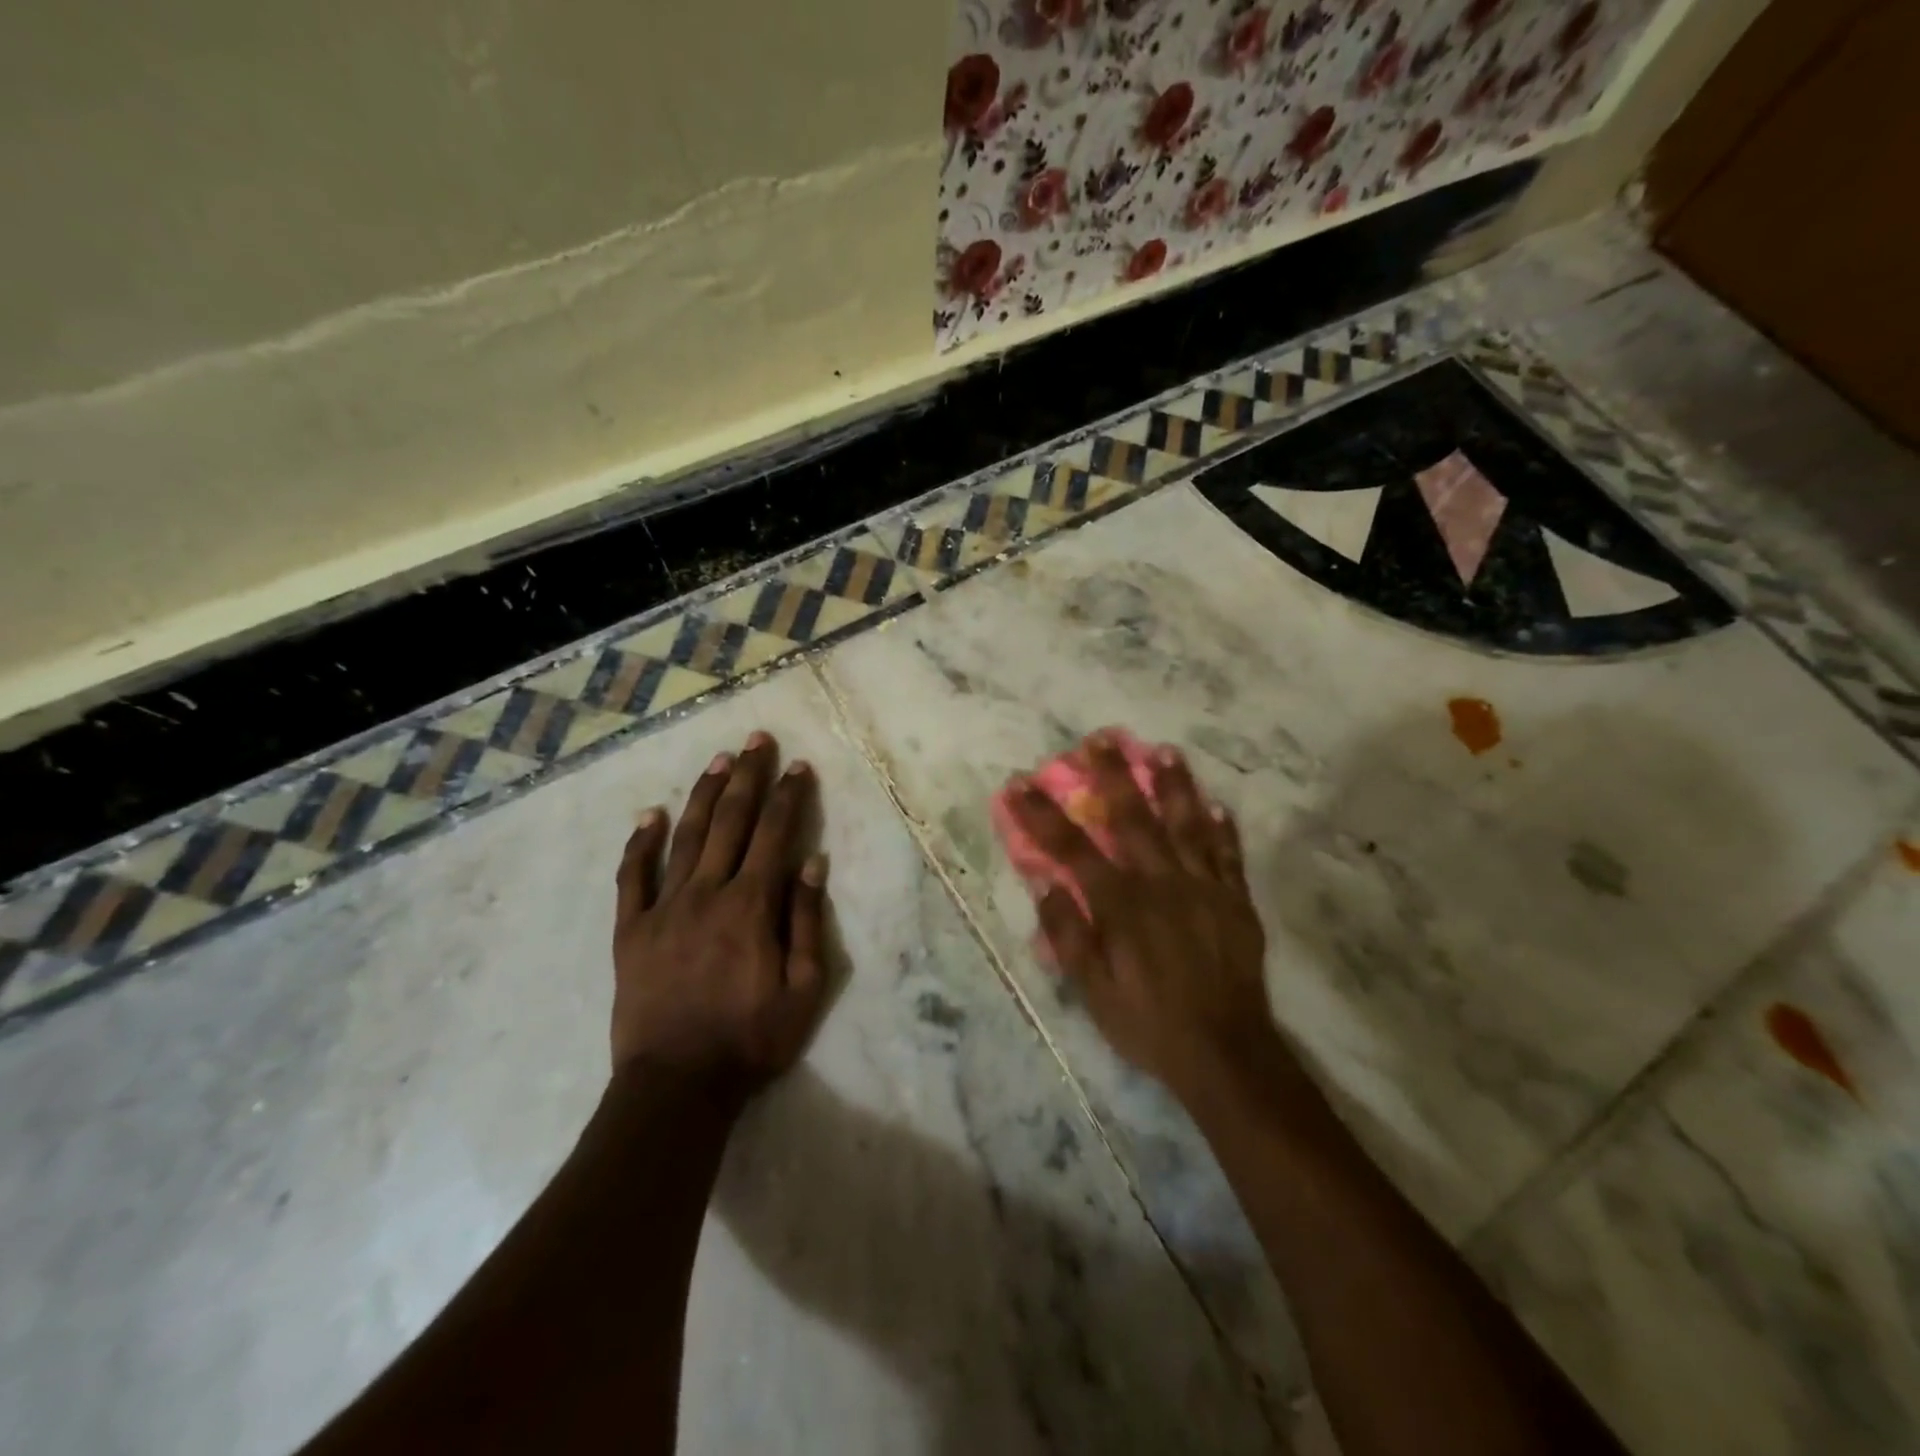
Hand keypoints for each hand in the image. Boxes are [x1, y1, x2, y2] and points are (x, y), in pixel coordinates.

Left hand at [611, 731, 829, 1100]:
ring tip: (719, 760)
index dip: (789, 796)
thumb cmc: (750, 1041)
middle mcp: (707, 893)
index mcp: (751, 906)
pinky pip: (633, 877)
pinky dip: (640, 843)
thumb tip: (813, 862)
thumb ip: (806, 922)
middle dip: (748, 777)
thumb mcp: (803, 990)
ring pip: (687, 837)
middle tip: (757, 740)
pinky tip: (650, 815)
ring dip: (705, 794)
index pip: (775, 835)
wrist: (676, 1087)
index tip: (798, 766)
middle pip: (732, 822)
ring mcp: (663, 908)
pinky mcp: (630, 930)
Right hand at [1005, 731, 1284, 1103]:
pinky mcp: (1236, 902)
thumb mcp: (1093, 990)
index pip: (1072, 849)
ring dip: (1174, 785)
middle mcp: (1163, 883)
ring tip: (1164, 750)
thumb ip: (1067, 934)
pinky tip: (1218, 805)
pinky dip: (1223, 829)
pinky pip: (1229, 856)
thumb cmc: (1148, 1023)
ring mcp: (1205, 888)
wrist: (1225, 1053)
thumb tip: (1044, 883)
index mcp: (1122, 904)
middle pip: (1133, 818)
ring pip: (1187, 825)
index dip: (1042, 815)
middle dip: (1112, 776)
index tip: (1019, 785)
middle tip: (1100, 739)